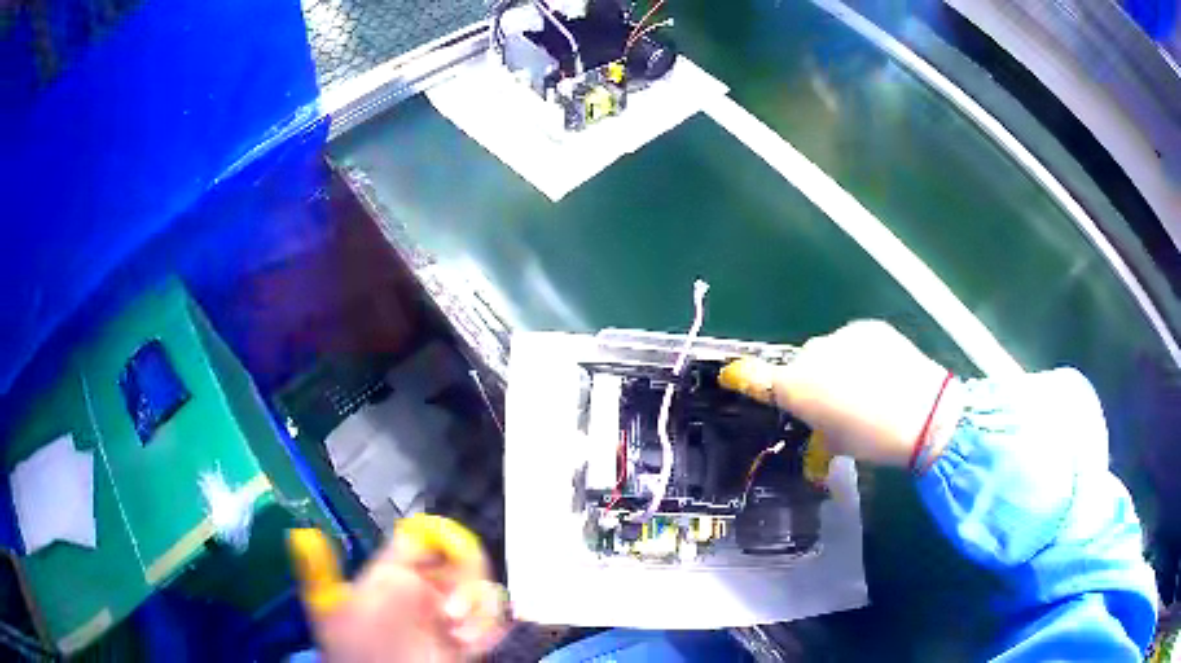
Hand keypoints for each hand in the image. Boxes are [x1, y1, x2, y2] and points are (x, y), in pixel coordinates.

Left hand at [289, 515, 507, 661]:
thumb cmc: (356, 652)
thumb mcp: (330, 609)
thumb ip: (321, 570)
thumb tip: (303, 533)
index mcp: (392, 576)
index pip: (421, 540)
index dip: (440, 536)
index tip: (451, 549)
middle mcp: (423, 592)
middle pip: (461, 562)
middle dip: (466, 580)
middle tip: (452, 611)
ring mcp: (447, 617)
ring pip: (480, 590)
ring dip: (478, 608)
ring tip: (457, 632)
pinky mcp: (468, 638)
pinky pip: (491, 620)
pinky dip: (488, 628)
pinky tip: (470, 644)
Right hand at [720, 320, 958, 467]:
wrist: (923, 414)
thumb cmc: (872, 439)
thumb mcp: (835, 442)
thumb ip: (816, 423)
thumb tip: (817, 415)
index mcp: (797, 386)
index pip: (757, 377)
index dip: (745, 378)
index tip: (737, 377)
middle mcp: (813, 353)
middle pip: (801, 364)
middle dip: (811, 380)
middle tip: (833, 403)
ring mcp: (842, 336)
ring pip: (829, 351)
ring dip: (836, 365)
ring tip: (864, 386)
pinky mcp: (870, 327)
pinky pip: (854, 341)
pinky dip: (860, 354)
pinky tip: (881, 372)